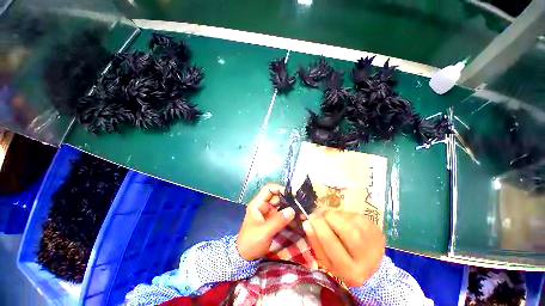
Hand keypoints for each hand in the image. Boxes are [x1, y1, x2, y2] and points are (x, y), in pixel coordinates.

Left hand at [237, 184, 294, 260]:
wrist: (245, 258)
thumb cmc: (251, 242)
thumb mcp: (264, 232)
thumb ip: (278, 221)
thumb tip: (292, 210)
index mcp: (258, 204)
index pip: (269, 189)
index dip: (280, 189)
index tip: (292, 194)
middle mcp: (264, 206)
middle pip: (277, 197)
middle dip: (288, 199)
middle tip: (300, 204)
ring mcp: (268, 213)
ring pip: (281, 205)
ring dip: (290, 207)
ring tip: (302, 211)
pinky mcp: (273, 221)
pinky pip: (282, 214)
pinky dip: (289, 215)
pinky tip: (298, 218)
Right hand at [303, 210, 384, 286]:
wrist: (369, 265)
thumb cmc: (342, 263)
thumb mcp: (327, 260)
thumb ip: (315, 242)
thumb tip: (307, 223)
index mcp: (350, 272)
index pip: (331, 244)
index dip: (319, 228)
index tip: (310, 218)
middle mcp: (367, 259)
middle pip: (346, 230)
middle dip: (329, 218)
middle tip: (321, 216)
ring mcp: (375, 243)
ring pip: (352, 221)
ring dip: (337, 216)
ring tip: (332, 219)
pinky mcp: (377, 231)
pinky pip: (356, 216)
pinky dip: (345, 215)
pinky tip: (343, 221)